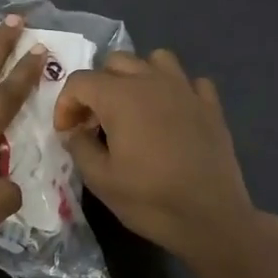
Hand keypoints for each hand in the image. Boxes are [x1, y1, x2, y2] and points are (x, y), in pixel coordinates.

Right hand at [54, 49, 259, 262]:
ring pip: (156, 59)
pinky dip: (176, 90)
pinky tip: (172, 113)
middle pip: (115, 62)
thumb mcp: (100, 179)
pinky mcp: (211, 106)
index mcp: (120, 97)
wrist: (211, 218)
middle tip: (96, 121)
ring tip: (134, 107)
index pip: (80, 81)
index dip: (66, 104)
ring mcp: (186, 90)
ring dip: (138, 76)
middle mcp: (152, 82)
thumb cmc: (150, 199)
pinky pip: (190, 81)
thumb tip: (73, 131)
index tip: (67, 132)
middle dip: (98, 87)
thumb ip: (79, 146)